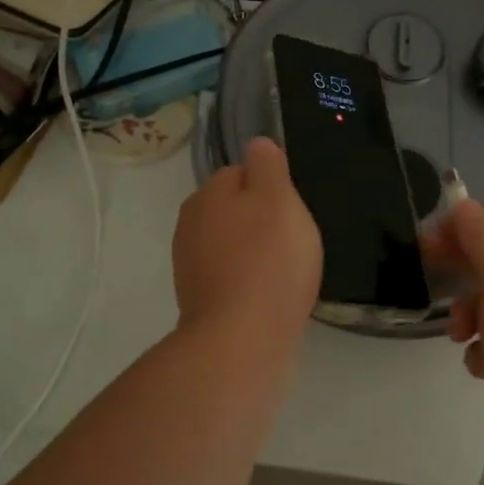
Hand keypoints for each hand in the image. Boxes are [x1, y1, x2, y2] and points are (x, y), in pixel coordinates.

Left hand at [172, 137, 321, 344]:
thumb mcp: (278, 197)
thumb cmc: (267, 260)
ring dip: (256, 252)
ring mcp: (191, 265)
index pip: (241, 173)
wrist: (241, 340)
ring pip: (232, 244)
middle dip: (262, 221)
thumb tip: (257, 144)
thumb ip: (268, 165)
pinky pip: (231, 276)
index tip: (291, 211)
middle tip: (292, 242)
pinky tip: (270, 296)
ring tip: (285, 273)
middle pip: (235, 210)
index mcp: (208, 194)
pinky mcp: (199, 300)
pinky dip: (249, 281)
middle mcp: (191, 224)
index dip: (271, 189)